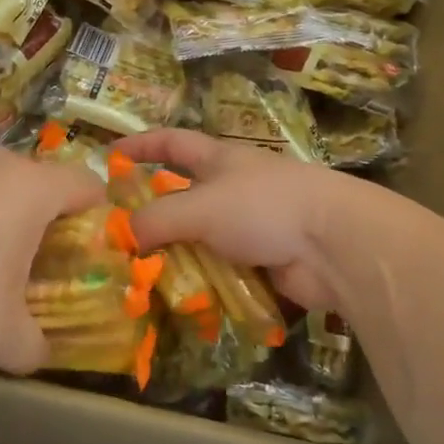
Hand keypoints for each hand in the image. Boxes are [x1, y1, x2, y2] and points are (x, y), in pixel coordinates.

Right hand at [116, 129, 373, 315]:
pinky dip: (201, 282)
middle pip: (183, 195)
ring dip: (174, 255)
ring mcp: (249, 225)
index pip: (172, 142)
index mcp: (218, 160)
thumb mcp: (200, 206)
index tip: (110, 153)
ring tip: (138, 278)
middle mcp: (232, 188)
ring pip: (199, 238)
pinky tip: (178, 301)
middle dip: (152, 213)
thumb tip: (121, 236)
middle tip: (116, 237)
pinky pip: (221, 270)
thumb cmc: (263, 207)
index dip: (141, 144)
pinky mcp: (263, 260)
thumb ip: (156, 219)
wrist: (333, 244)